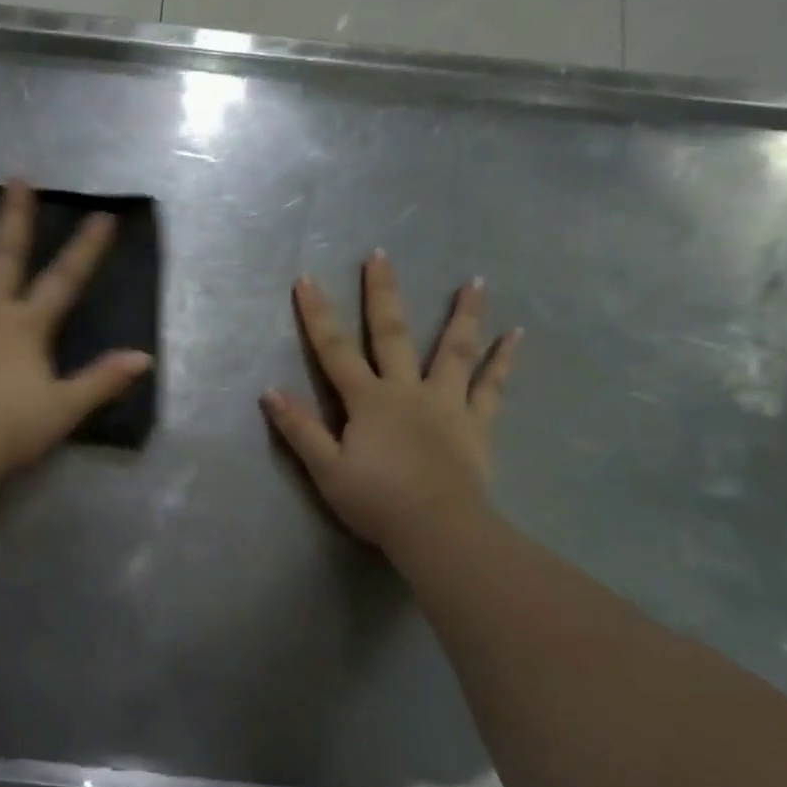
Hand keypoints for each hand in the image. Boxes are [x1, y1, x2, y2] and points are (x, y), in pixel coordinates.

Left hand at [0, 179, 153, 475]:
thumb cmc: (11, 429)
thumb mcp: (65, 408)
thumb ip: (102, 380)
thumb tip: (143, 358)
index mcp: (27, 327)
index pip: (64, 281)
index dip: (85, 250)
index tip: (103, 216)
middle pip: (4, 255)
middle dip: (15, 217)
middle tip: (18, 178)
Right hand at [262, 252, 520, 551]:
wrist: (438, 530)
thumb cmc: (376, 501)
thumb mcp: (325, 469)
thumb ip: (300, 429)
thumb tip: (270, 391)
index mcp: (368, 401)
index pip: (334, 351)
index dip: (318, 315)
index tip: (307, 280)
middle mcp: (407, 390)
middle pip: (393, 335)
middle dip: (383, 294)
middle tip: (381, 256)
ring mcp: (446, 404)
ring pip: (454, 351)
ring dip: (463, 315)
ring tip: (476, 281)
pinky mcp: (476, 424)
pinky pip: (492, 387)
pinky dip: (504, 361)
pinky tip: (516, 335)